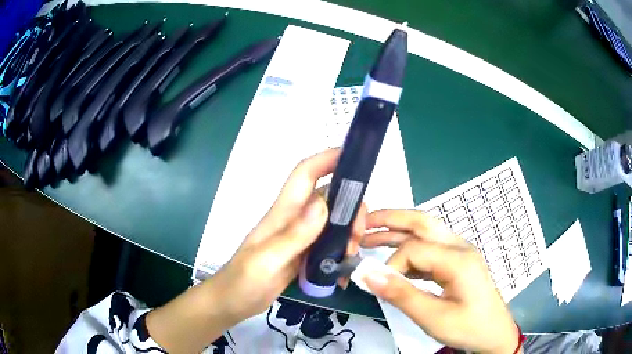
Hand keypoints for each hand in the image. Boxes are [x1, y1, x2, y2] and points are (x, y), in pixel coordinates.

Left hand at [208, 149, 364, 320]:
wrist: (232, 302)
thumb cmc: (242, 281)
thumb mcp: (267, 260)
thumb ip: (294, 235)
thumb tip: (324, 205)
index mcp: (282, 213)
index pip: (305, 174)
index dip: (327, 158)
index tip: (354, 156)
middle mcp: (293, 219)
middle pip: (328, 197)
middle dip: (350, 207)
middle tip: (358, 235)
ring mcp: (299, 237)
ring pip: (332, 220)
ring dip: (348, 231)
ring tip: (352, 255)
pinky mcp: (302, 254)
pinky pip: (329, 243)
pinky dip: (342, 250)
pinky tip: (345, 268)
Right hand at [361, 210, 519, 353]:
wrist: (494, 334)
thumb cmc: (467, 327)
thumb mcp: (433, 317)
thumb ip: (401, 294)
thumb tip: (367, 274)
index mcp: (457, 259)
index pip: (413, 249)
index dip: (390, 265)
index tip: (380, 286)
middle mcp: (459, 247)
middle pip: (422, 223)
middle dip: (390, 219)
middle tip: (362, 224)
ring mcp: (460, 252)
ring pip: (426, 232)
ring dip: (398, 232)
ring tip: (370, 237)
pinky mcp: (458, 262)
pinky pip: (431, 249)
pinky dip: (410, 250)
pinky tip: (396, 260)